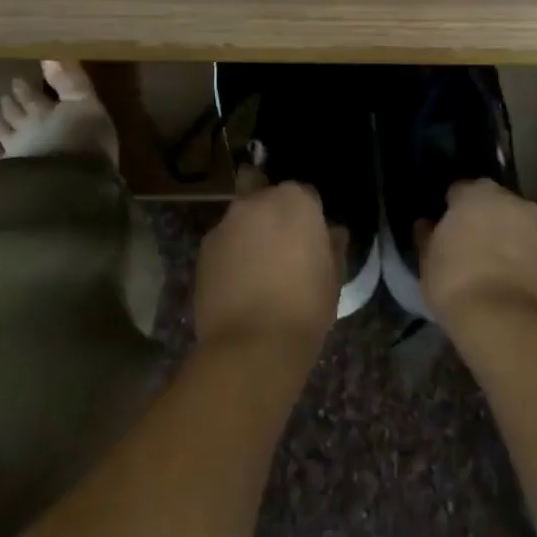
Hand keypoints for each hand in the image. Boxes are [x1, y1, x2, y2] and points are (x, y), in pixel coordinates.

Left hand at [194, 182, 340, 359]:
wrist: (252, 345)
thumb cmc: (305, 306)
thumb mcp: (334, 276)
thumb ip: (332, 245)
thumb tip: (331, 232)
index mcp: (294, 200)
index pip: (305, 193)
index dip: (309, 215)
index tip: (311, 238)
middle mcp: (255, 202)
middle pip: (263, 191)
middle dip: (270, 208)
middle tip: (279, 241)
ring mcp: (224, 225)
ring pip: (240, 217)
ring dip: (248, 232)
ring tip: (256, 268)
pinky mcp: (203, 251)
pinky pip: (223, 243)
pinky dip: (230, 254)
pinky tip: (238, 283)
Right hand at [422, 179, 536, 335]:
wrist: (507, 322)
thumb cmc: (457, 285)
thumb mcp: (427, 262)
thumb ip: (428, 236)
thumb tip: (426, 224)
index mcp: (477, 193)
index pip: (460, 191)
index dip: (453, 209)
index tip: (449, 230)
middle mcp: (515, 200)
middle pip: (497, 204)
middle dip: (488, 219)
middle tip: (476, 248)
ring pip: (524, 225)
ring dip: (515, 237)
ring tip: (503, 269)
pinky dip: (535, 259)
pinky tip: (524, 283)